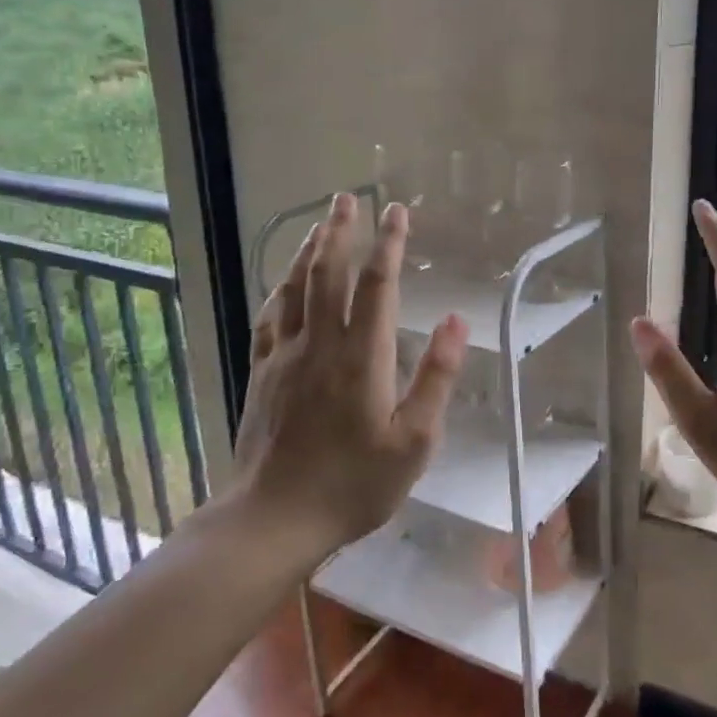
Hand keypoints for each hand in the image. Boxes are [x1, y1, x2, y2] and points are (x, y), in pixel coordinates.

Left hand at [222, 192, 467, 552]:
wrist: (273, 519)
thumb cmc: (353, 485)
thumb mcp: (413, 442)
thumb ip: (436, 378)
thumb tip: (455, 321)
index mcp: (362, 358)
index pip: (377, 285)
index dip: (389, 243)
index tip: (398, 211)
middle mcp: (320, 344)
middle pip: (329, 273)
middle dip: (341, 231)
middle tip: (347, 197)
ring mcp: (284, 356)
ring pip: (295, 288)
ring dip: (308, 250)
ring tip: (320, 223)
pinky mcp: (262, 373)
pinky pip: (270, 317)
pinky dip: (280, 289)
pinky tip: (284, 281)